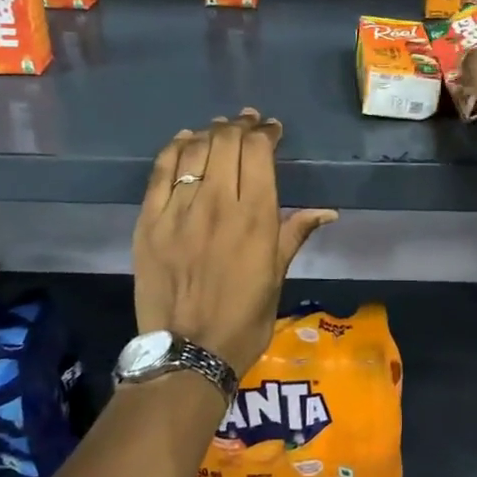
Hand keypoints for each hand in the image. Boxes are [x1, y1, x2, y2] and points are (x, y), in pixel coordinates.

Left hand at [132, 109, 337, 377]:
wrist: (188, 353)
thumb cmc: (244, 319)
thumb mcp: (277, 276)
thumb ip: (295, 234)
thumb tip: (327, 211)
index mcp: (255, 216)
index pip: (258, 151)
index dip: (266, 132)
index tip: (272, 130)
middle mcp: (217, 203)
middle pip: (226, 141)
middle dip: (240, 125)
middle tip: (247, 123)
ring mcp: (178, 210)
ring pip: (194, 150)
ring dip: (210, 133)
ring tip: (219, 130)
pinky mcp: (149, 221)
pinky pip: (160, 171)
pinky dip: (174, 149)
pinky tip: (184, 140)